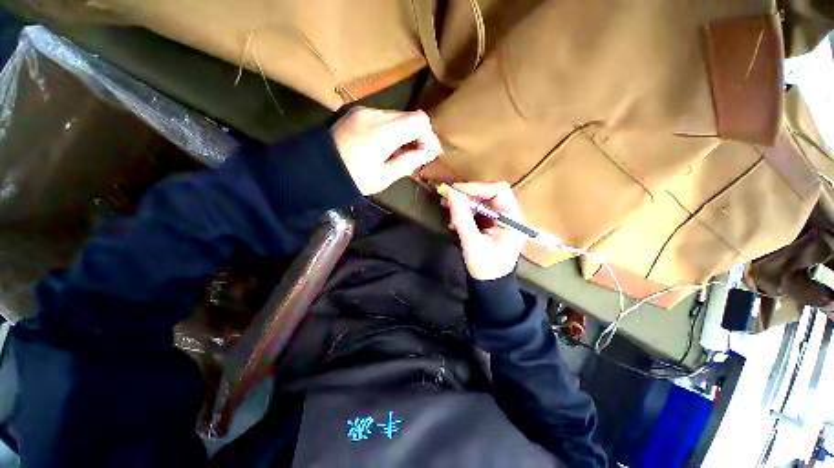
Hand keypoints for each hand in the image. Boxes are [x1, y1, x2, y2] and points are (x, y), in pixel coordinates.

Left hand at [331, 107, 442, 194]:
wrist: (316, 170)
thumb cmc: (352, 179)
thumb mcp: (384, 177)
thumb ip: (409, 162)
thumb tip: (428, 153)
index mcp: (382, 133)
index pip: (419, 121)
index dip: (430, 136)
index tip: (430, 153)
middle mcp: (374, 114)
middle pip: (409, 116)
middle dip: (419, 135)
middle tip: (418, 155)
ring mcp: (363, 111)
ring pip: (397, 116)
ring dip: (405, 132)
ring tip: (401, 153)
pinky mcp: (356, 112)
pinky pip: (383, 117)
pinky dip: (392, 130)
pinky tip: (387, 145)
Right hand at [446, 182, 526, 280]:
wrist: (491, 285)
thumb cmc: (485, 267)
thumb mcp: (472, 243)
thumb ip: (462, 218)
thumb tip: (451, 194)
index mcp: (513, 219)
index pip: (499, 191)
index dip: (477, 188)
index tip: (455, 191)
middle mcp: (511, 216)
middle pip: (491, 194)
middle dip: (469, 195)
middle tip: (449, 198)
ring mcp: (503, 220)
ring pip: (484, 202)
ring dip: (466, 204)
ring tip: (448, 210)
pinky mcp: (494, 225)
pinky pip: (480, 212)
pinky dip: (467, 213)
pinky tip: (455, 222)